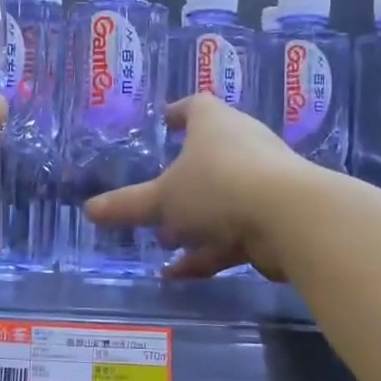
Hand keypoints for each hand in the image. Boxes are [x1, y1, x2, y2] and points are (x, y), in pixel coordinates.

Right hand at [86, 94, 308, 279]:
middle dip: (181, 179)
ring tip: (163, 241)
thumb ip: (128, 206)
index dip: (178, 112)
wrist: (291, 219)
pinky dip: (208, 251)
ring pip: (221, 199)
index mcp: (215, 124)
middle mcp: (243, 145)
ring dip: (193, 221)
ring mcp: (263, 182)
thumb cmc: (218, 187)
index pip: (195, 107)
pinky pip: (233, 232)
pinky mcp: (273, 218)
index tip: (164, 121)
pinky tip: (179, 274)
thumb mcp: (164, 198)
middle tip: (157, 195)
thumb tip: (89, 210)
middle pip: (209, 155)